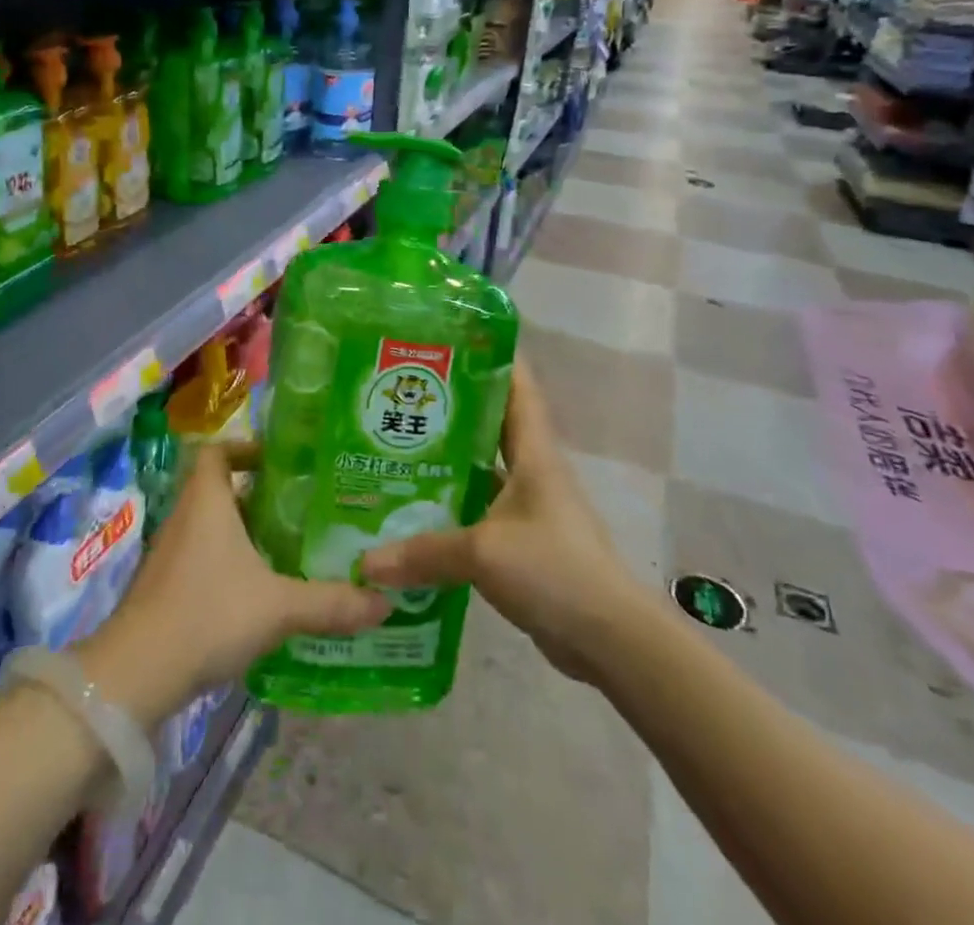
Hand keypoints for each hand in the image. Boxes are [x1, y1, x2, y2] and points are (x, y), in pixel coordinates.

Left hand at [78, 443, 389, 726]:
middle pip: (220, 488)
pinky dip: (230, 564)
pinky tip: (261, 593)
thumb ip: (330, 603)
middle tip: (302, 509)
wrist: (136, 674)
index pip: (218, 451)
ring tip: (290, 548)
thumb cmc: (207, 614)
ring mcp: (171, 553)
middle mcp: (186, 516)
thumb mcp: (278, 607)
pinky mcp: (166, 588)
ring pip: (213, 527)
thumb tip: (384, 602)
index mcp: (207, 500)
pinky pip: (204, 559)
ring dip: (246, 533)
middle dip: (259, 496)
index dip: (246, 448)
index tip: (281, 464)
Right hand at [360, 358, 631, 683]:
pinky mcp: (521, 541)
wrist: (609, 640)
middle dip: (450, 406)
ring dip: (445, 461)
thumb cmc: (554, 569)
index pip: (518, 385)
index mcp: (533, 451)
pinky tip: (412, 512)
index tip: (452, 334)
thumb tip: (364, 562)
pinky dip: (449, 508)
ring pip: (480, 469)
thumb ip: (423, 552)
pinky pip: (477, 511)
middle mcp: (531, 469)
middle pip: (490, 423)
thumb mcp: (483, 553)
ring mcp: (527, 506)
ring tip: (392, 448)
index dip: (493, 354)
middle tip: (399, 392)